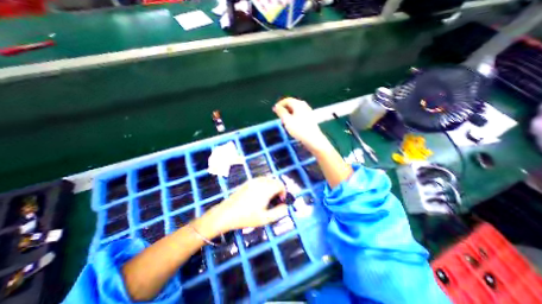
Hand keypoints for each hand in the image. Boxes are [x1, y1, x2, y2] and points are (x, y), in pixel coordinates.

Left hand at [208, 177, 289, 231]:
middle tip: (275, 200)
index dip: (283, 192)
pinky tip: (259, 195)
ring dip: (271, 186)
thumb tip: (286, 206)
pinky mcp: (247, 182)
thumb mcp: (265, 219)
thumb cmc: (246, 217)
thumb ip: (279, 212)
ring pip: (267, 179)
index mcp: (266, 189)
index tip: (281, 201)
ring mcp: (253, 181)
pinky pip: (260, 180)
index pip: (280, 184)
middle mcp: (260, 182)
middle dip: (278, 189)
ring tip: (268, 198)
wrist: (226, 213)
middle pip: (274, 181)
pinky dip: (264, 184)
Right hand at [273, 98, 327, 151]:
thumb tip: (276, 106)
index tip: (274, 110)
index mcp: (298, 104)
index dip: (280, 104)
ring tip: (285, 120)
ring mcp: (308, 111)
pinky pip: (300, 113)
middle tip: (279, 115)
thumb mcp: (287, 120)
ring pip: (296, 109)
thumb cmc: (299, 129)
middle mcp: (304, 105)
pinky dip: (294, 116)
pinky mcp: (310, 118)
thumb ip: (281, 112)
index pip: (287, 100)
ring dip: (289, 113)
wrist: (313, 139)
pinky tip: (293, 123)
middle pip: (292, 104)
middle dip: (285, 108)